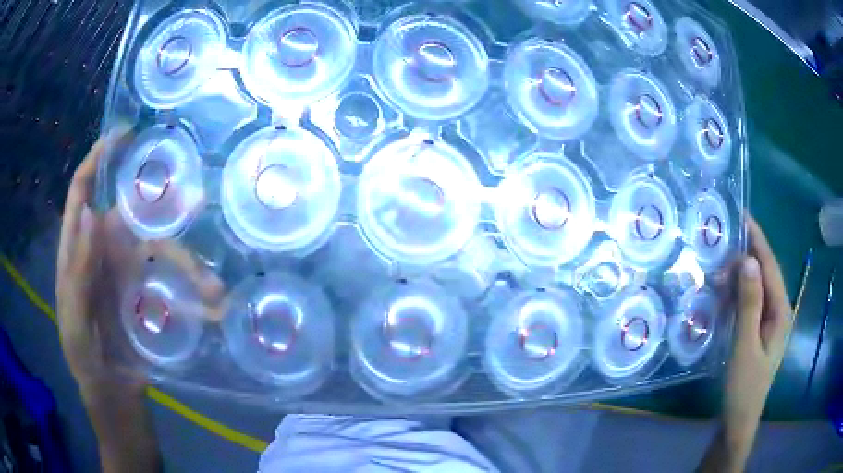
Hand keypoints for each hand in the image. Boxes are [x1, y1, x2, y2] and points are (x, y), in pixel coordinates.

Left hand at [56, 134, 225, 389]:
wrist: (112, 393)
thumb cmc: (83, 357)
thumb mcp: (74, 320)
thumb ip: (78, 271)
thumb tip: (91, 212)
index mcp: (77, 249)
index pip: (82, 191)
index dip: (98, 159)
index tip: (123, 135)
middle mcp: (103, 250)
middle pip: (130, 214)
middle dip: (159, 202)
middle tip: (194, 199)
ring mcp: (126, 270)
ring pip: (159, 249)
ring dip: (188, 264)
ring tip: (213, 288)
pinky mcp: (146, 292)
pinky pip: (171, 281)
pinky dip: (193, 292)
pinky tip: (213, 306)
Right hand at [723, 216, 791, 434]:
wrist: (738, 421)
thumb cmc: (744, 387)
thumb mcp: (745, 346)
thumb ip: (749, 304)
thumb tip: (747, 260)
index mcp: (781, 312)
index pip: (770, 267)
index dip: (758, 240)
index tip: (742, 215)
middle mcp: (778, 311)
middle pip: (765, 274)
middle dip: (747, 255)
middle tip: (722, 242)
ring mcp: (769, 322)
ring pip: (756, 287)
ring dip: (739, 275)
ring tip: (718, 265)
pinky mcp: (758, 331)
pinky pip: (749, 303)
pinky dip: (737, 293)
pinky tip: (723, 292)